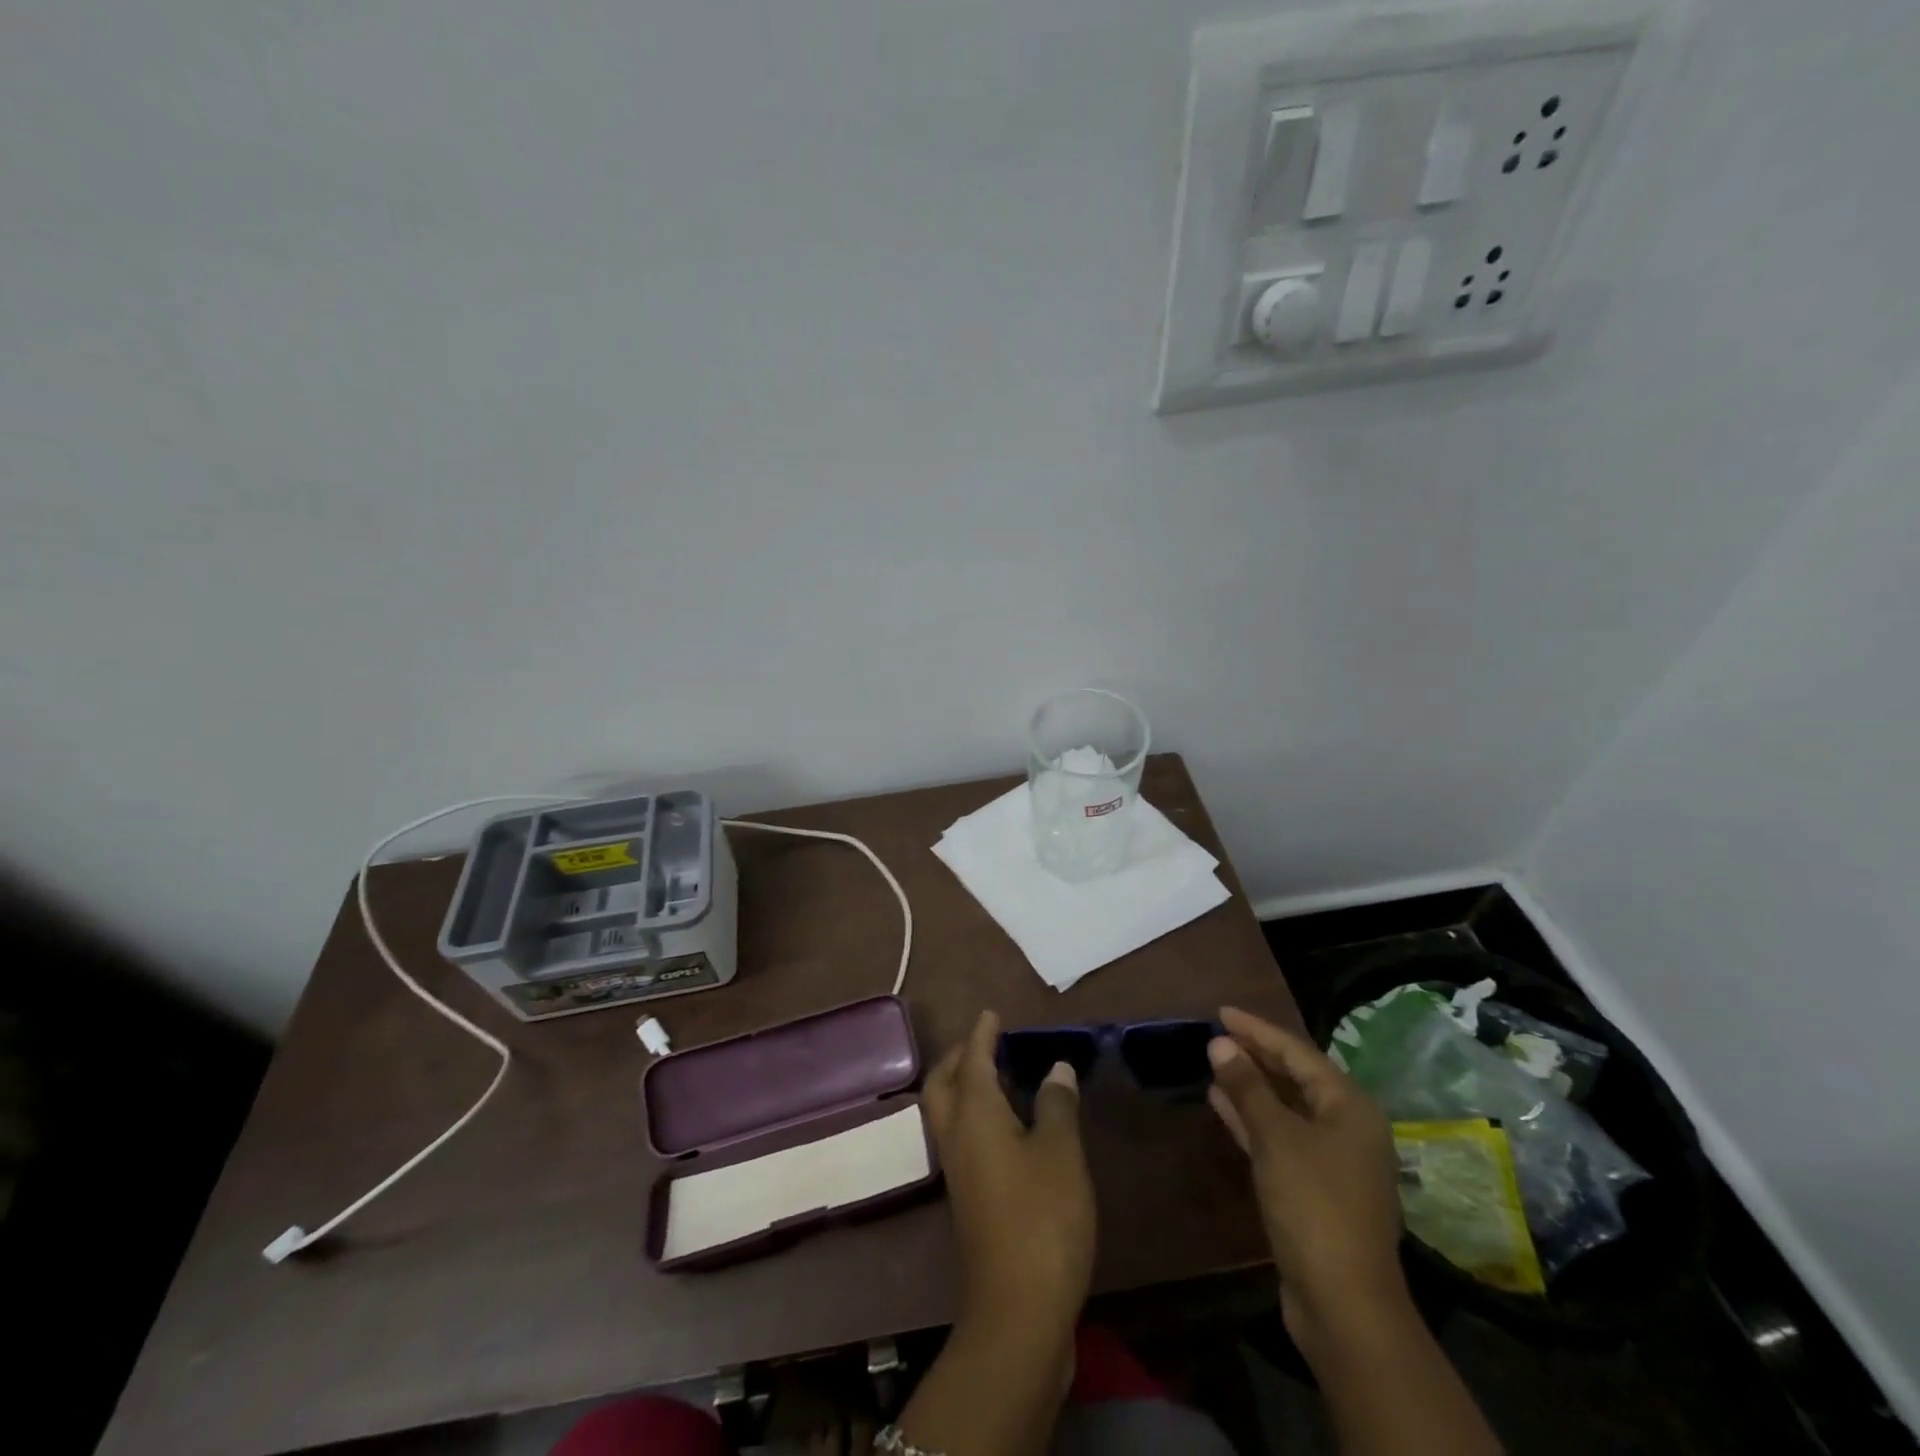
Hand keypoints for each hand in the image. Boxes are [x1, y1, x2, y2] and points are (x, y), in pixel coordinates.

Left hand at [923, 1010, 1095, 1337]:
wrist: (1018, 1312)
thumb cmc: (1042, 1218)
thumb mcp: (1061, 1153)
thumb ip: (1057, 1105)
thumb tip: (1055, 1068)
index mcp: (974, 1115)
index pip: (972, 1060)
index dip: (982, 1034)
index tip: (991, 1013)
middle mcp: (956, 1137)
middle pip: (942, 1084)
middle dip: (958, 1056)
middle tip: (984, 1041)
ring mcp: (957, 1172)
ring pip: (947, 1112)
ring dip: (962, 1085)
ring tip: (995, 1075)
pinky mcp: (968, 1200)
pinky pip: (961, 1137)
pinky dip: (974, 1115)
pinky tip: (1004, 1125)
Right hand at [1206, 1005, 1405, 1347]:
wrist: (1344, 1302)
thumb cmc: (1313, 1204)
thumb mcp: (1276, 1137)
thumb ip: (1246, 1086)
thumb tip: (1219, 1042)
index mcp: (1349, 1106)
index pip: (1296, 1052)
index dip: (1257, 1029)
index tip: (1221, 1011)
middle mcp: (1346, 1126)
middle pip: (1295, 1077)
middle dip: (1255, 1055)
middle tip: (1216, 1035)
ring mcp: (1332, 1159)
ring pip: (1285, 1108)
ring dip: (1250, 1086)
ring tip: (1213, 1064)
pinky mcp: (1314, 1187)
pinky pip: (1280, 1136)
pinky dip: (1252, 1119)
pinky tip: (1221, 1105)